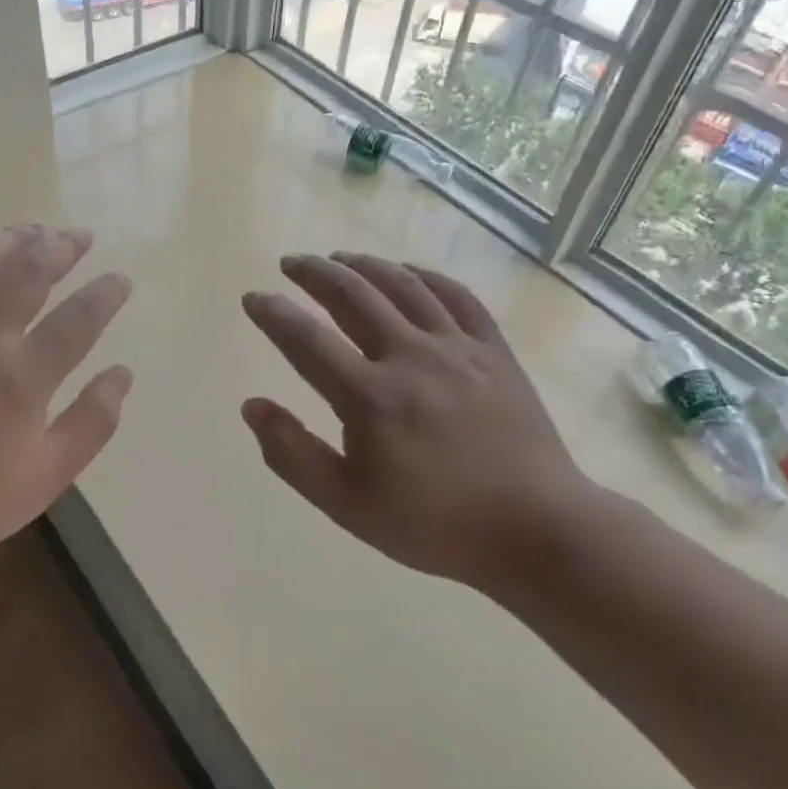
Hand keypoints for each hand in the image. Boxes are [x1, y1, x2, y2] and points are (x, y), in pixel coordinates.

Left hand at [0, 224, 131, 600]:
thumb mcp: (46, 478)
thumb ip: (92, 423)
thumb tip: (122, 374)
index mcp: (23, 378)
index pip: (78, 318)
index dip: (106, 293)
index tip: (120, 281)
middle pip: (26, 273)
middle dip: (59, 248)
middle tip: (78, 237)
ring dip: (7, 241)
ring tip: (30, 230)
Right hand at [241, 252, 600, 593]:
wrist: (536, 530)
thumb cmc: (433, 523)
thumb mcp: (346, 504)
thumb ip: (292, 453)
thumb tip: (251, 405)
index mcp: (370, 397)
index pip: (306, 340)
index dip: (273, 314)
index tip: (253, 298)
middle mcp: (410, 358)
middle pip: (353, 295)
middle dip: (314, 273)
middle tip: (290, 263)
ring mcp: (458, 349)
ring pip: (403, 286)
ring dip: (364, 266)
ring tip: (339, 258)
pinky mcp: (494, 351)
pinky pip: (457, 296)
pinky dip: (425, 276)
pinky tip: (408, 273)